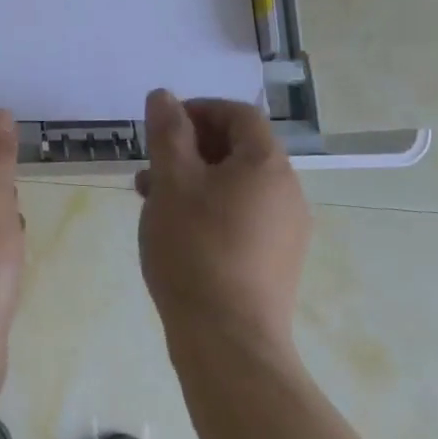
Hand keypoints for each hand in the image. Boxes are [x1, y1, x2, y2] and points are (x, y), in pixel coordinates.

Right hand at [136, 90, 311, 354]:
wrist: (228, 342)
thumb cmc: (195, 249)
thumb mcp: (171, 181)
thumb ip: (167, 133)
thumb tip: (164, 96)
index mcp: (267, 165)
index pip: (238, 115)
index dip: (198, 109)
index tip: (161, 126)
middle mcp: (287, 192)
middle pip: (238, 149)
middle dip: (189, 147)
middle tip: (150, 164)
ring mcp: (286, 230)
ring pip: (235, 185)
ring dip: (194, 179)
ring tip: (151, 198)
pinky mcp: (276, 261)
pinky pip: (241, 216)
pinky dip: (208, 208)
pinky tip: (175, 229)